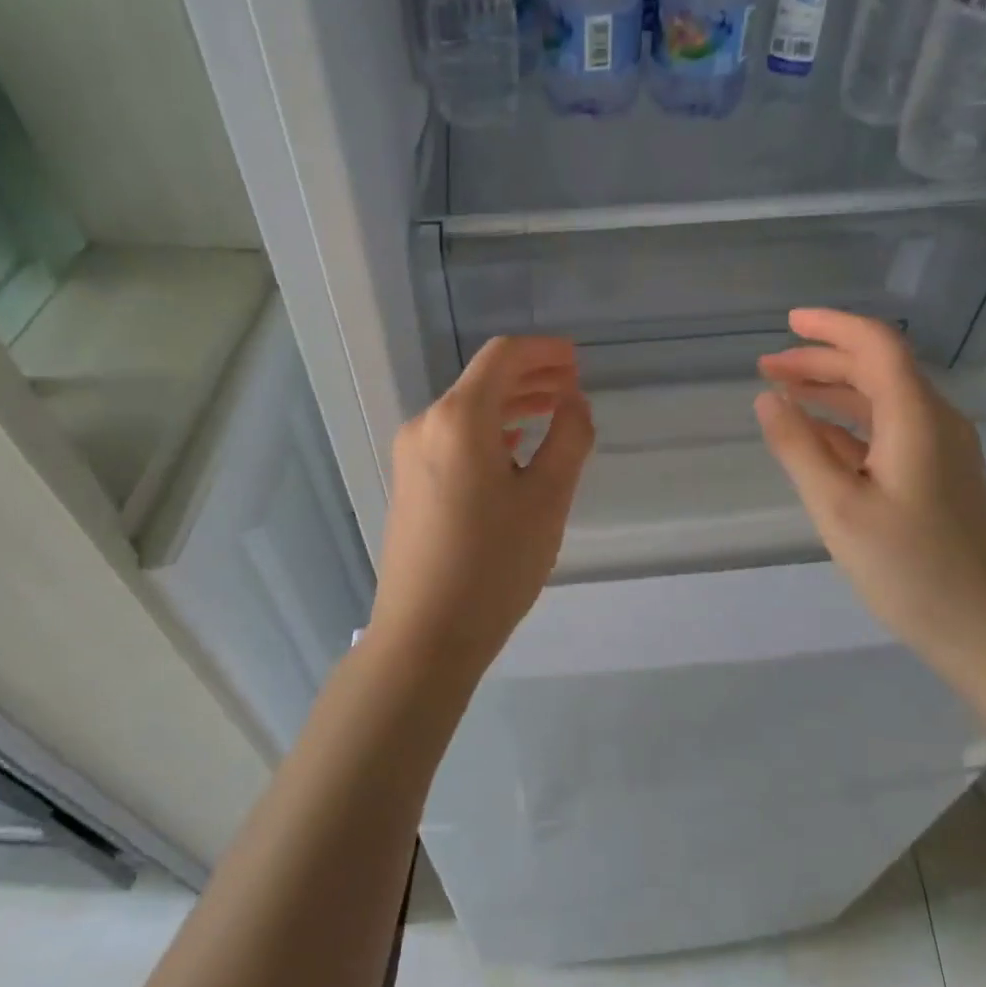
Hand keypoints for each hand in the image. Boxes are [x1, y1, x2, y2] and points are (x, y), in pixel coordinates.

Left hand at [368, 336, 594, 674]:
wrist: (424, 635)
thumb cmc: (493, 564)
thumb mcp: (547, 499)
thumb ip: (568, 438)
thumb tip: (573, 403)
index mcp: (460, 418)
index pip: (502, 357)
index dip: (543, 351)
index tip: (577, 360)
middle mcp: (427, 424)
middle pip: (483, 380)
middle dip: (531, 376)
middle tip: (573, 386)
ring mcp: (411, 453)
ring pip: (468, 410)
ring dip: (512, 404)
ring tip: (553, 411)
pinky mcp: (409, 481)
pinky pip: (454, 437)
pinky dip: (490, 430)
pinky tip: (516, 446)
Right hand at [756, 308, 985, 680]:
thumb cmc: (912, 570)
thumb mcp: (838, 509)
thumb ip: (798, 448)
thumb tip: (767, 399)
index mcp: (917, 418)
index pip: (876, 345)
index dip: (831, 326)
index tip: (788, 322)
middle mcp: (935, 423)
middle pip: (877, 369)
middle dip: (821, 361)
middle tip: (767, 368)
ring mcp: (942, 452)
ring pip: (882, 401)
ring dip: (832, 392)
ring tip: (782, 394)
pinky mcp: (940, 479)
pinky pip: (889, 432)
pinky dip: (848, 425)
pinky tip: (816, 438)